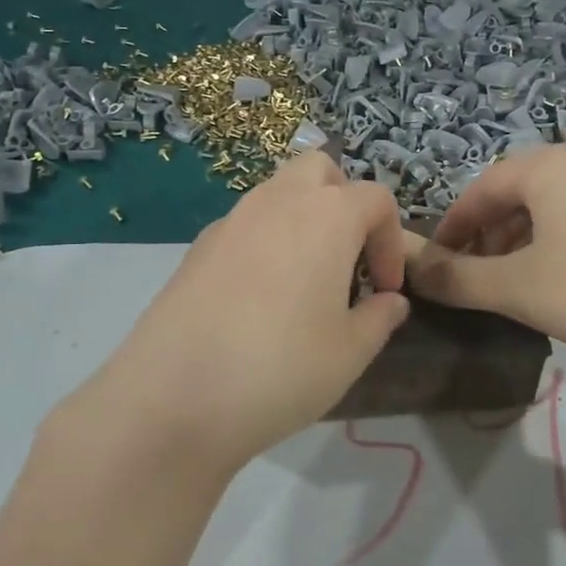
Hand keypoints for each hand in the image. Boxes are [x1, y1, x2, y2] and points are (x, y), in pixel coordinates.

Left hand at [76, 152, 410, 474]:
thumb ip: (379, 318)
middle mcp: (278, 201)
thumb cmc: (282, 368)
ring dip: (302, 220)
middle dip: (343, 202)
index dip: (391, 242)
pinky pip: (245, 225)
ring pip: (278, 193)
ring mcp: (231, 219)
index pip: (376, 199)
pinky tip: (258, 299)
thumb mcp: (350, 352)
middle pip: (320, 170)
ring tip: (305, 281)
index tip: (386, 290)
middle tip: (347, 258)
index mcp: (327, 215)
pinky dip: (264, 242)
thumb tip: (390, 302)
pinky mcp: (197, 247)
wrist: (174, 395)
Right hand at [409, 146, 565, 377]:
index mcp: (548, 168)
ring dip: (521, 245)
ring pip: (552, 212)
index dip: (451, 228)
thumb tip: (413, 271)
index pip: (480, 189)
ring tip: (512, 287)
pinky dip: (558, 250)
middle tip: (472, 279)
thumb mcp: (519, 288)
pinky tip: (562, 287)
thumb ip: (459, 278)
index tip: (436, 265)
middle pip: (516, 196)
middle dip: (486, 237)